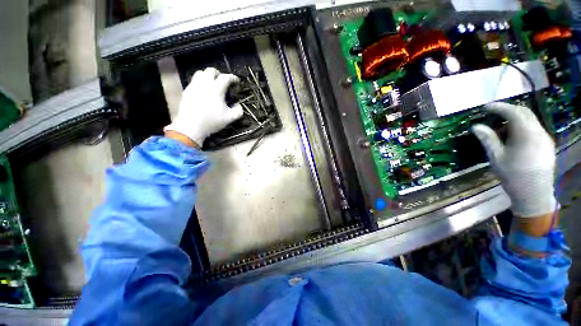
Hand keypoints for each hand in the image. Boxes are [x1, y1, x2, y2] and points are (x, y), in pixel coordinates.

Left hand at [164, 67, 242, 146]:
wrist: (191, 126)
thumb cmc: (212, 121)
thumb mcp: (230, 118)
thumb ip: (238, 111)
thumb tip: (239, 105)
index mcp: (216, 89)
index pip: (226, 77)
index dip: (233, 78)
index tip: (236, 81)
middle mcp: (204, 84)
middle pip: (211, 70)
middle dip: (219, 74)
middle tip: (223, 81)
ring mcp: (194, 86)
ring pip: (200, 73)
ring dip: (208, 76)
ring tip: (212, 84)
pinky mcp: (187, 91)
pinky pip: (194, 81)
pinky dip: (200, 83)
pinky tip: (203, 92)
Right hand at [472, 102, 557, 217]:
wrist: (534, 193)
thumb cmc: (513, 176)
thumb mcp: (496, 157)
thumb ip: (488, 139)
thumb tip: (476, 126)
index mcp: (526, 134)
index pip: (514, 112)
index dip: (499, 107)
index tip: (485, 107)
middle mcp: (539, 132)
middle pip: (525, 112)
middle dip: (508, 110)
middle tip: (493, 114)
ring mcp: (545, 138)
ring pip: (530, 120)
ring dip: (515, 119)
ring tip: (501, 128)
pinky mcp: (547, 144)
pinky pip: (534, 128)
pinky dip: (522, 127)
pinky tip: (513, 137)